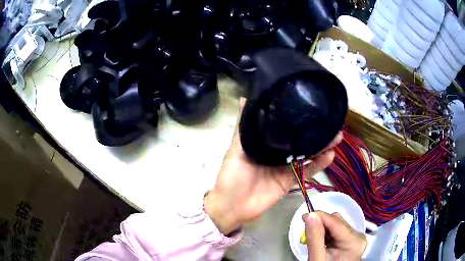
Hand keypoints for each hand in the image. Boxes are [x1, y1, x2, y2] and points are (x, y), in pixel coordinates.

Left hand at [204, 98, 341, 233]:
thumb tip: (244, 99)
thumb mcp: (235, 149)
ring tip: (336, 136)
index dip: (297, 120)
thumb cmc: (232, 176)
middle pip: (298, 141)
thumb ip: (243, 128)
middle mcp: (276, 154)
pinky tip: (330, 156)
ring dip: (321, 147)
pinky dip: (318, 165)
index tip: (310, 108)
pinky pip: (306, 172)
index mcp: (264, 143)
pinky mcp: (290, 182)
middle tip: (330, 123)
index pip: (283, 128)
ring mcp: (285, 168)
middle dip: (314, 132)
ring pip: (306, 155)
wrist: (233, 206)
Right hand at [303, 212, 366, 260]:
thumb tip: (310, 216)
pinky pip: (338, 230)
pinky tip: (322, 242)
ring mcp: (356, 238)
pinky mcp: (353, 240)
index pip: (335, 222)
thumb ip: (315, 237)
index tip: (304, 217)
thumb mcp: (317, 258)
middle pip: (337, 222)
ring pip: (337, 225)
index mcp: (354, 241)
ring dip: (324, 229)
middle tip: (308, 234)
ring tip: (315, 240)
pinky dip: (328, 234)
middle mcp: (359, 236)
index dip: (319, 216)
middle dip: (321, 225)